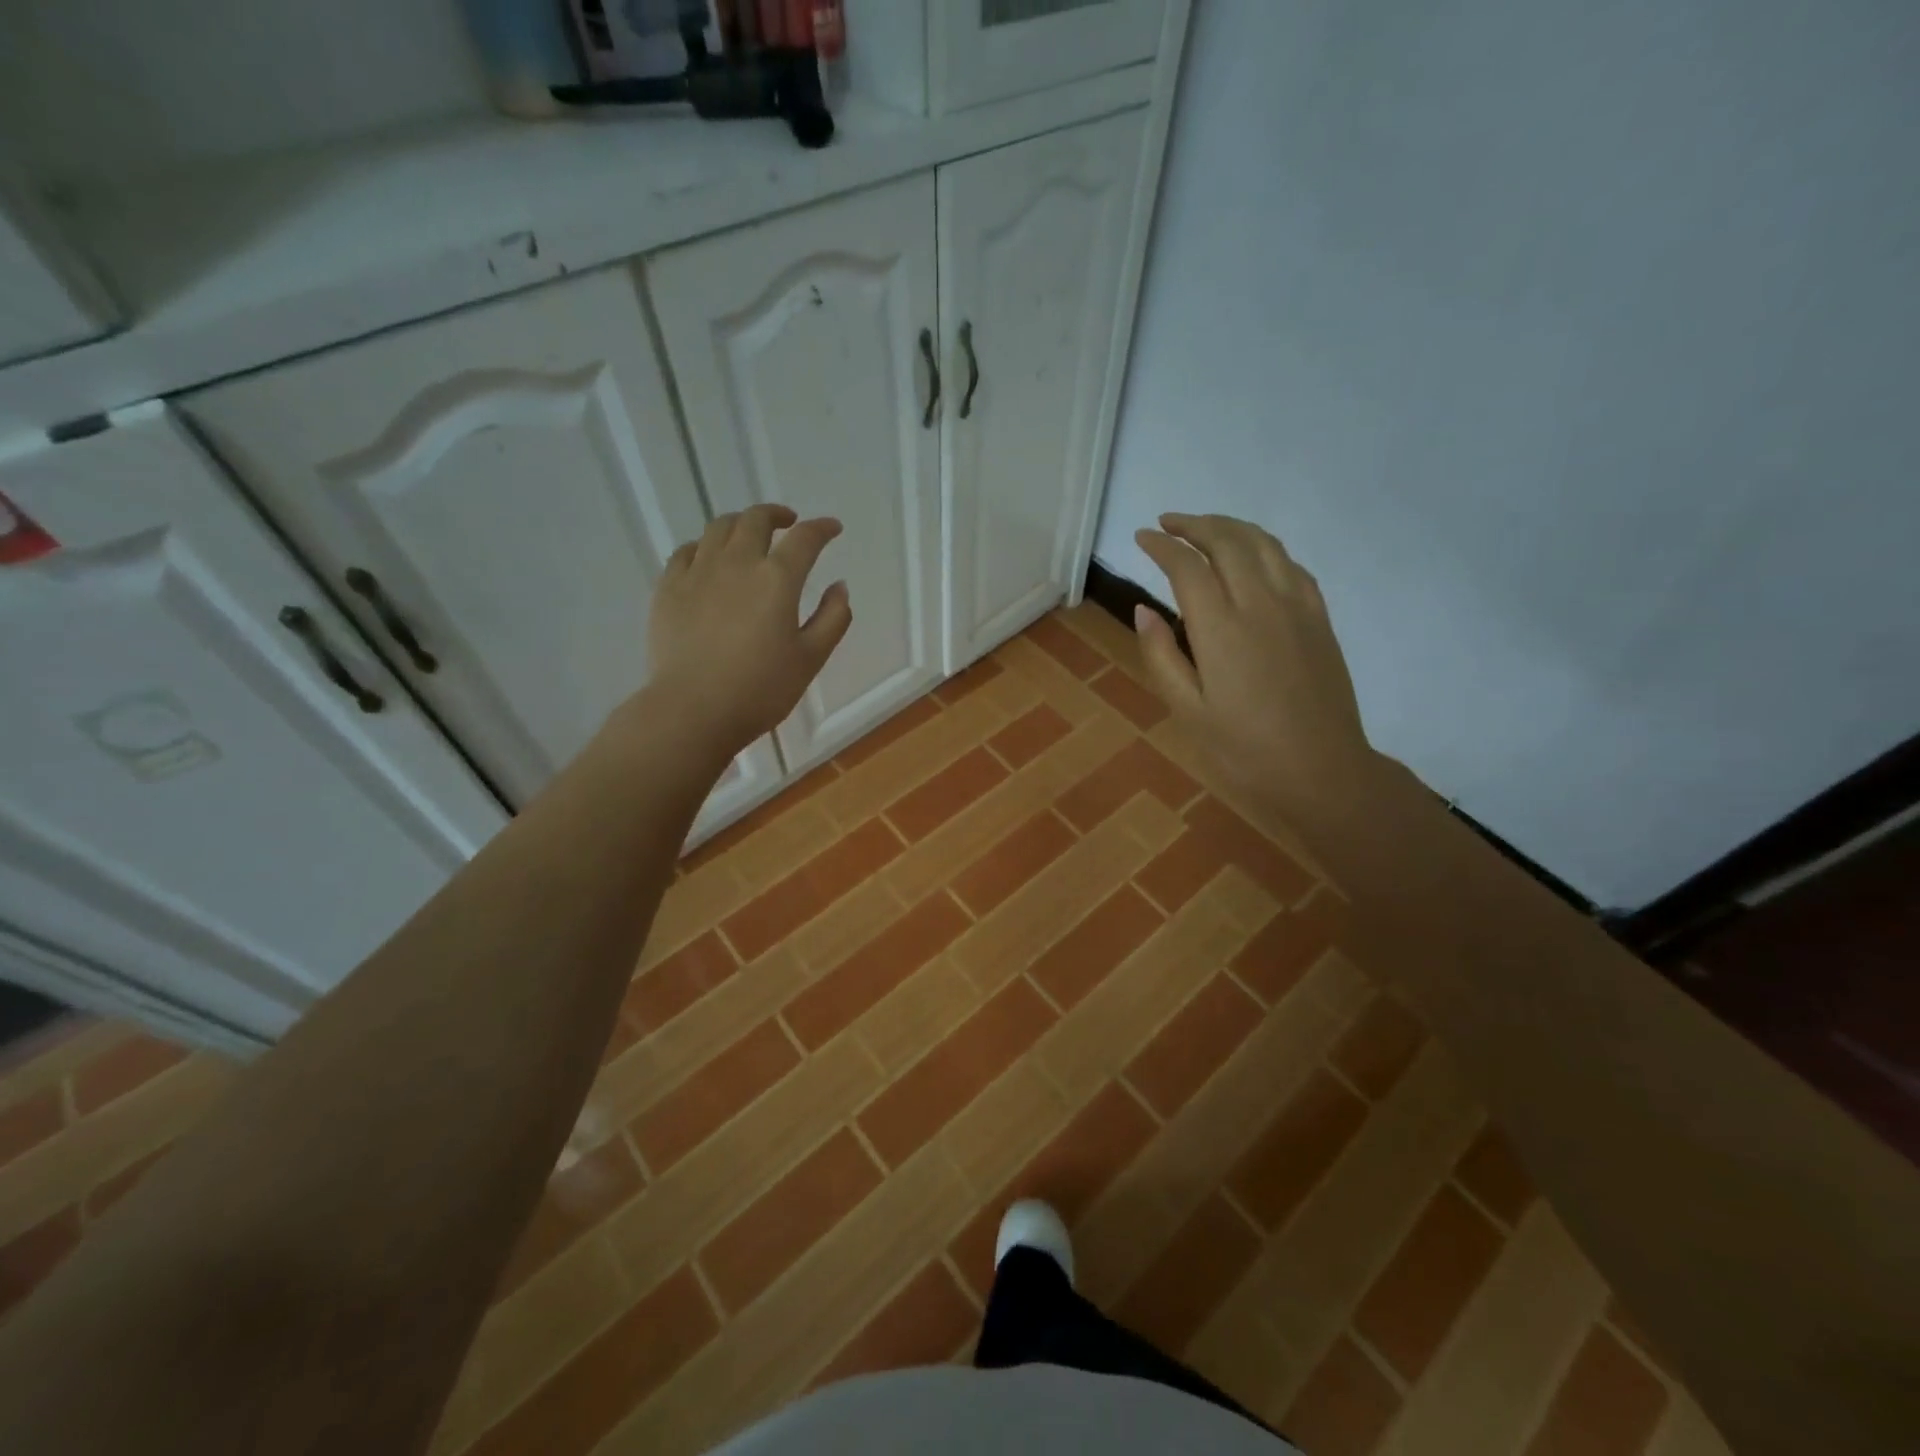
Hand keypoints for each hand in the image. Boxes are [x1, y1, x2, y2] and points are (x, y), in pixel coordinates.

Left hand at [644, 504, 851, 755]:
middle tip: (788, 524)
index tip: (832, 528)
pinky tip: (709, 558)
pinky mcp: (668, 588)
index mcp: (777, 579)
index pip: (805, 539)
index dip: (822, 528)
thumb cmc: (761, 690)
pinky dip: (705, 546)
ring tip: (749, 535)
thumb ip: (832, 619)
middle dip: (777, 515)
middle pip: (756, 520)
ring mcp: (698, 572)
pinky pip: (687, 551)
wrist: (693, 710)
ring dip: (741, 524)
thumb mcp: (810, 659)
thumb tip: (839, 587)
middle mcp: (737, 563)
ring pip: (719, 527)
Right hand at [1134, 513, 1381, 818]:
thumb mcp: (1186, 710)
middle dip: (1194, 524)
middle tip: (1168, 523)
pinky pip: (1291, 565)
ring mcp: (1296, 606)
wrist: (1321, 769)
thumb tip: (1143, 609)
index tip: (1142, 537)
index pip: (1187, 567)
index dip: (1161, 546)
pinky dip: (1265, 548)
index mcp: (1221, 628)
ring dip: (1230, 527)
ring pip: (1263, 544)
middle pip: (1227, 542)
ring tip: (1206, 527)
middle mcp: (1260, 603)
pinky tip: (1253, 556)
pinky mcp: (1319, 617)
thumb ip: (1161, 655)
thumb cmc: (1243, 748)